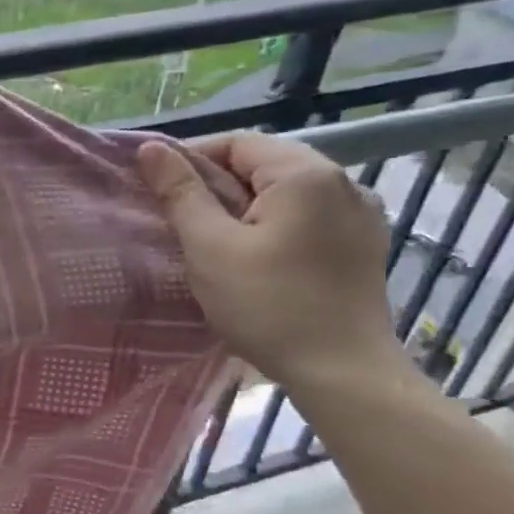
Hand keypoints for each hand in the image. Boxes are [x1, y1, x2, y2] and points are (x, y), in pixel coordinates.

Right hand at [137, 132, 400, 390]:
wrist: (341, 371)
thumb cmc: (267, 305)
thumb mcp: (209, 246)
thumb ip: (181, 192)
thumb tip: (151, 149)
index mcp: (305, 174)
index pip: (238, 142)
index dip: (191, 158)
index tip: (159, 189)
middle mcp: (343, 182)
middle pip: (264, 163)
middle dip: (217, 183)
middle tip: (179, 217)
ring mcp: (360, 214)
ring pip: (285, 191)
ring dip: (244, 204)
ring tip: (213, 237)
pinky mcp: (363, 244)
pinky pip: (307, 215)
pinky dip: (274, 222)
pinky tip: (255, 254)